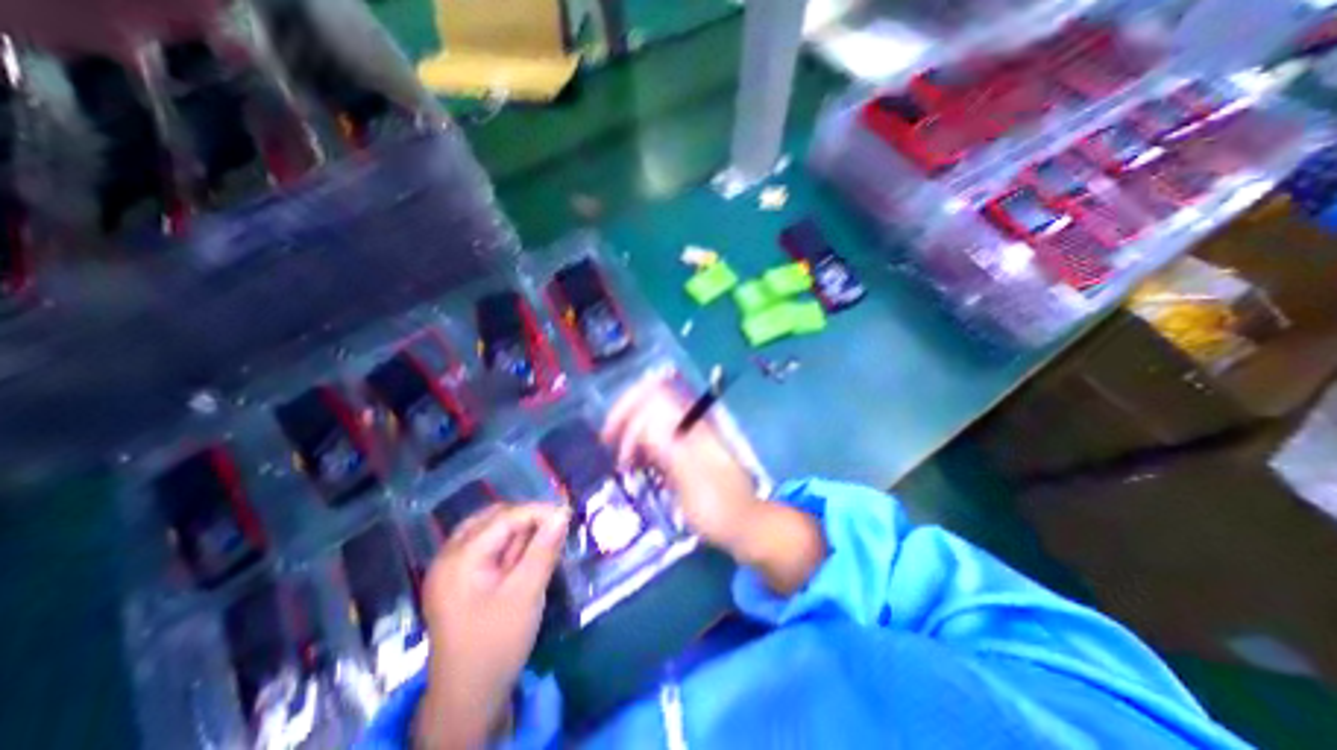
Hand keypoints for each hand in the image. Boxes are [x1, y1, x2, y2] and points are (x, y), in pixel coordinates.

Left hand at [415, 502, 566, 747]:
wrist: (467, 700)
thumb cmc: (497, 644)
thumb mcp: (526, 593)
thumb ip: (544, 549)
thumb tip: (563, 513)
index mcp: (459, 558)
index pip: (504, 517)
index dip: (538, 511)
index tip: (568, 514)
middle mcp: (449, 556)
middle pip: (494, 519)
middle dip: (527, 519)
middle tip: (556, 528)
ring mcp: (451, 569)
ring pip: (490, 531)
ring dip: (520, 531)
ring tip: (545, 541)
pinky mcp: (459, 580)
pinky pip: (487, 547)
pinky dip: (510, 545)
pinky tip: (527, 555)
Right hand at [598, 372, 756, 549]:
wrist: (744, 525)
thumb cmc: (718, 506)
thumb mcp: (691, 479)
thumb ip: (668, 448)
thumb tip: (643, 422)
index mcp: (692, 424)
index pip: (654, 394)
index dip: (629, 406)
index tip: (610, 436)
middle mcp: (688, 424)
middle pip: (649, 402)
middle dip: (625, 418)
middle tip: (608, 444)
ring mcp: (687, 437)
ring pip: (651, 421)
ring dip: (631, 435)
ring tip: (623, 462)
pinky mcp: (685, 452)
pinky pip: (657, 439)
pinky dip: (642, 448)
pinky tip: (636, 466)